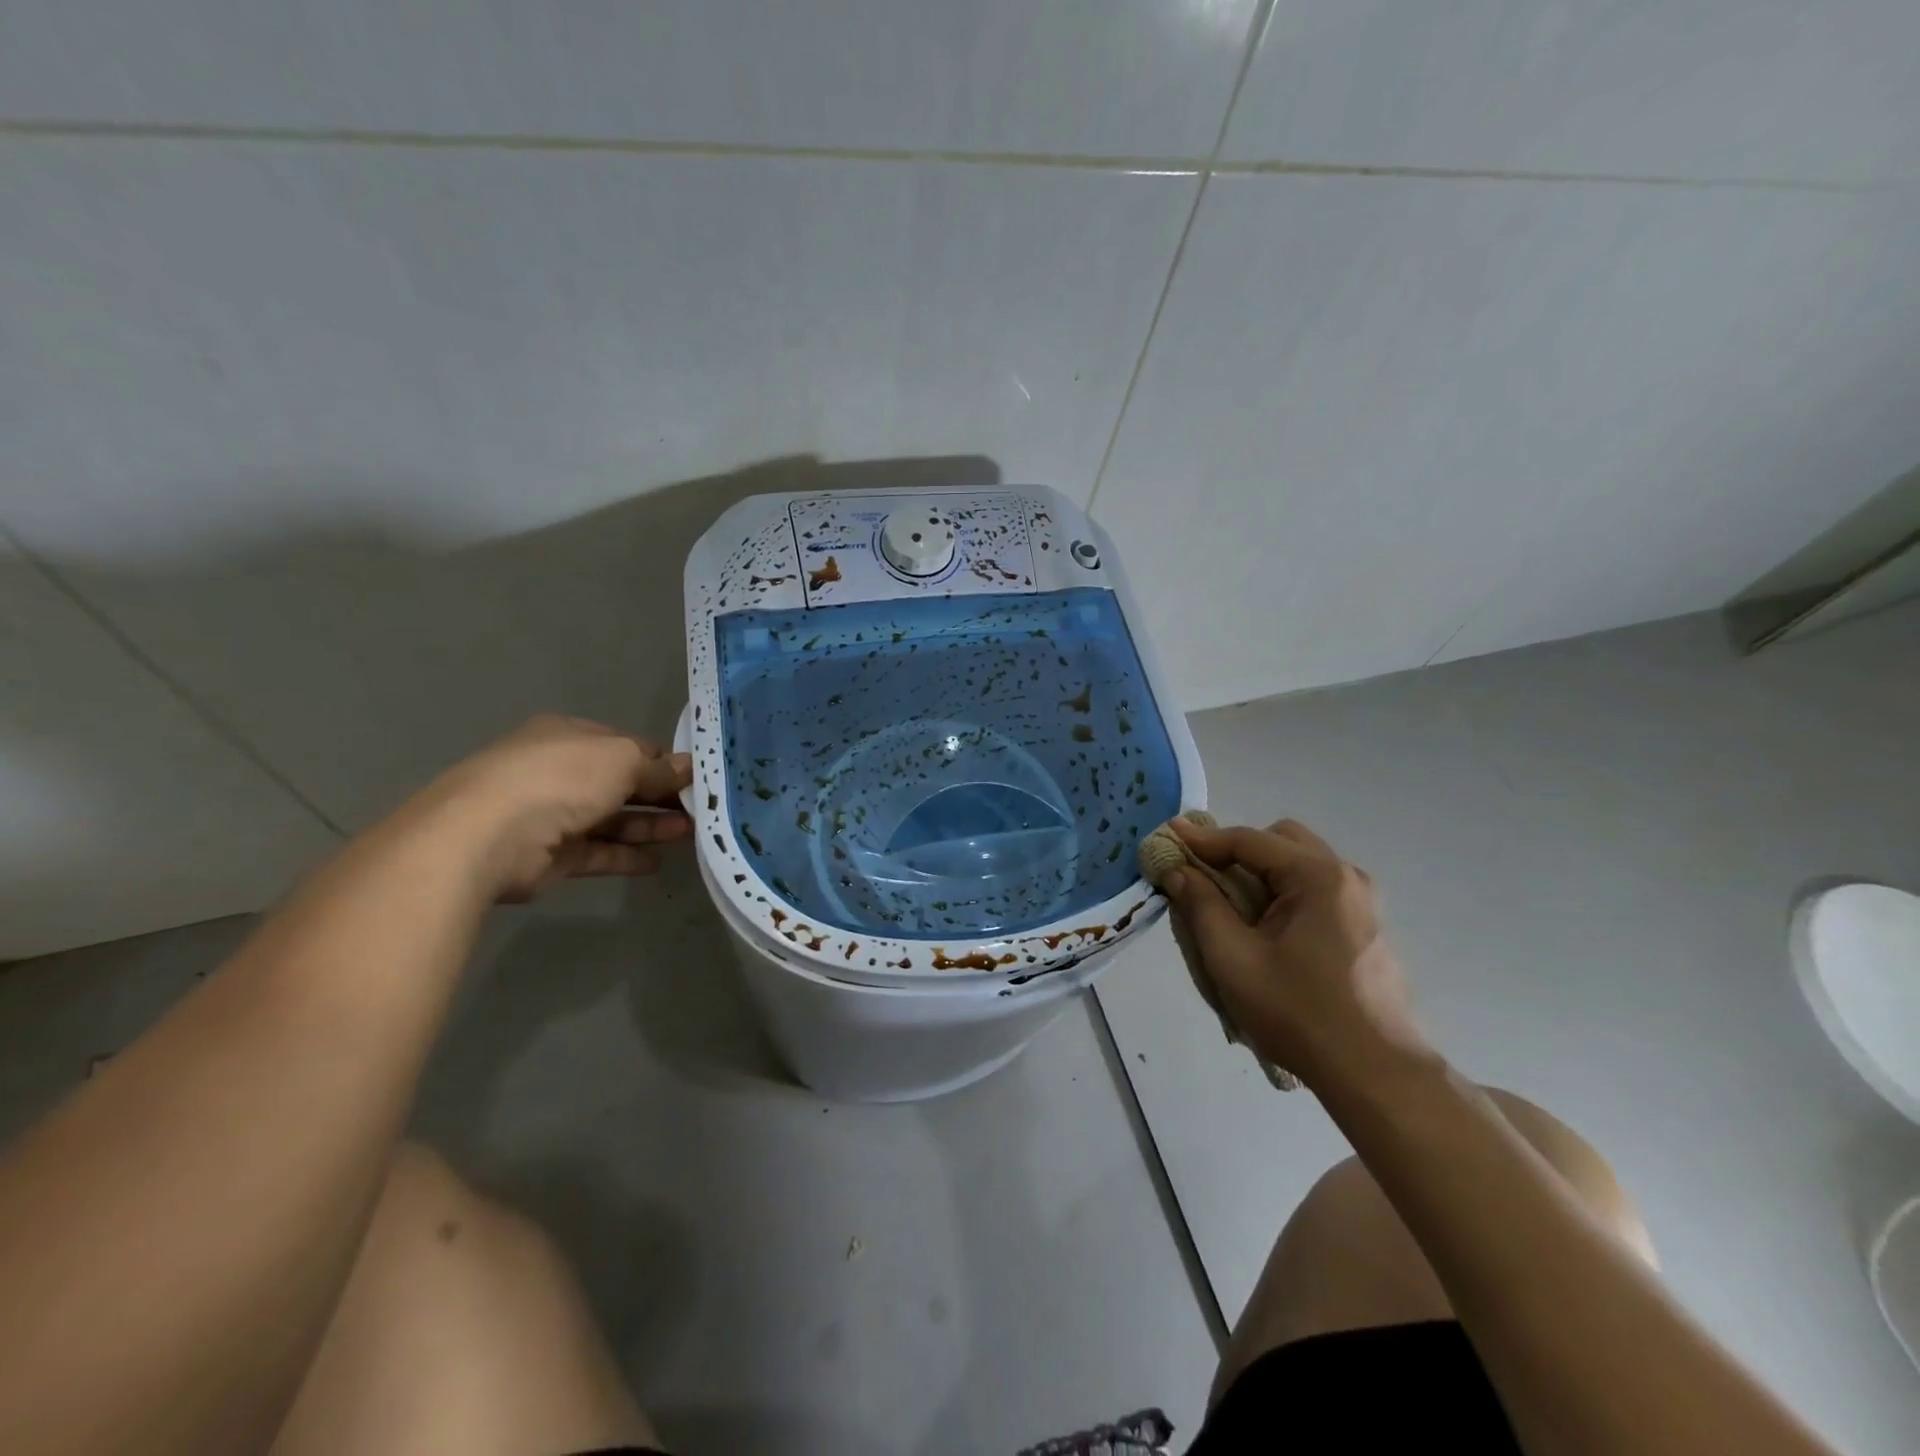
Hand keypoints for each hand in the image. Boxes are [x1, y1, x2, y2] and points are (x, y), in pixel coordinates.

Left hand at [410, 715, 692, 901]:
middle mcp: (560, 772)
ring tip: (688, 835)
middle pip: (621, 784)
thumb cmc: (561, 778)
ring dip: (649, 826)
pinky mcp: (550, 855)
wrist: (486, 835)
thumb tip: (688, 767)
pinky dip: (625, 856)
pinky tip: (656, 862)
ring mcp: (552, 814)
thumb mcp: (622, 760)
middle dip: (660, 796)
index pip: (626, 747)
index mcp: (570, 737)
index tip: (695, 778)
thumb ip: (658, 767)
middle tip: (699, 810)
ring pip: (611, 819)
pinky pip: (597, 853)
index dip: (662, 761)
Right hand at [1162, 818, 1430, 1087]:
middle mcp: (1345, 876)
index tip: (1167, 837)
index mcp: (1317, 877)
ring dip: (1261, 872)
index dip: (1202, 838)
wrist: (1375, 1074)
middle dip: (1238, 851)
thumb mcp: (1233, 959)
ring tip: (1232, 906)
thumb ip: (1201, 905)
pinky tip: (1267, 930)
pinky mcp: (1365, 926)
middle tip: (1205, 876)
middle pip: (1280, 840)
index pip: (1248, 839)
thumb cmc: (1298, 1013)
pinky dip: (1284, 892)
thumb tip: (1177, 869)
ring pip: (1300, 863)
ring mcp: (1362, 902)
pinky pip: (1315, 889)